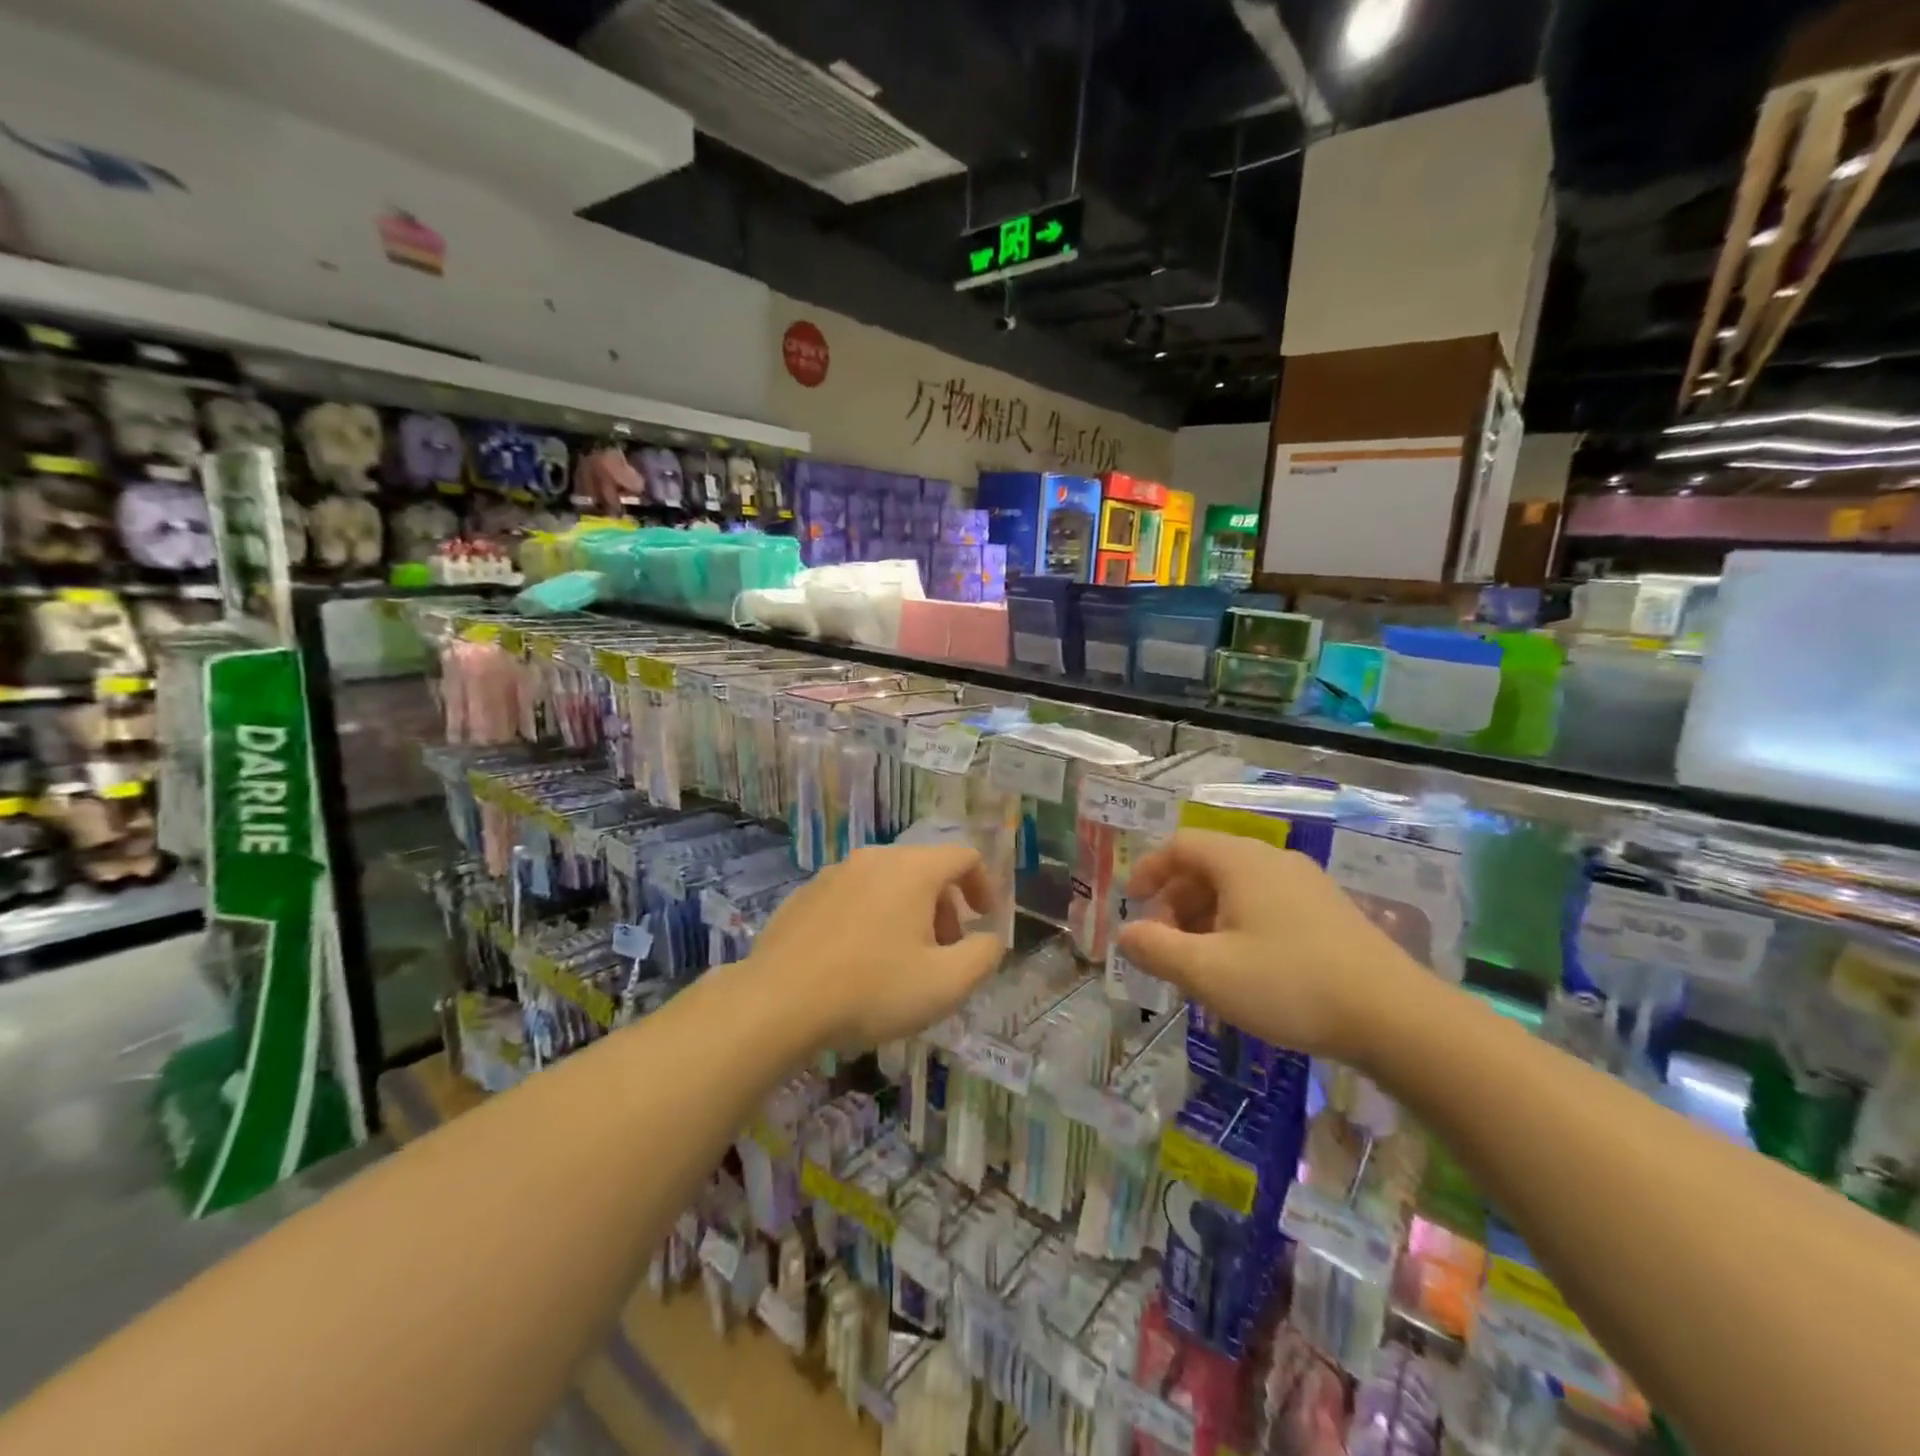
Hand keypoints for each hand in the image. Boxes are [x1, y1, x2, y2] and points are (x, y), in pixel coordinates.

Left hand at [746, 843, 1002, 1052]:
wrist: (777, 1003)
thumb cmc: (871, 990)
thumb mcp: (945, 984)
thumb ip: (982, 956)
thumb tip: (989, 938)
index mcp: (912, 869)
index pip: (964, 856)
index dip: (984, 885)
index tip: (983, 921)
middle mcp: (873, 859)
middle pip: (925, 870)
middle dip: (945, 907)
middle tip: (943, 951)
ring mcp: (834, 874)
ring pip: (887, 883)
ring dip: (908, 914)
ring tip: (901, 961)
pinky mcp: (805, 895)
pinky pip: (854, 897)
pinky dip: (871, 918)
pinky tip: (858, 963)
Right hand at [1116, 830, 1425, 1063]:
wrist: (1396, 1017)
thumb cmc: (1289, 984)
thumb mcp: (1208, 972)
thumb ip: (1157, 950)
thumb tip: (1126, 934)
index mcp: (1241, 861)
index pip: (1181, 846)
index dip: (1150, 870)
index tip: (1133, 902)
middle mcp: (1273, 861)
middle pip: (1208, 866)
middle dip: (1176, 902)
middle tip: (1164, 944)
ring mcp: (1307, 885)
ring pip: (1239, 888)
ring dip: (1206, 918)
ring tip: (1200, 964)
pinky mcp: (1331, 913)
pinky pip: (1267, 905)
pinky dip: (1239, 926)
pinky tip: (1245, 969)